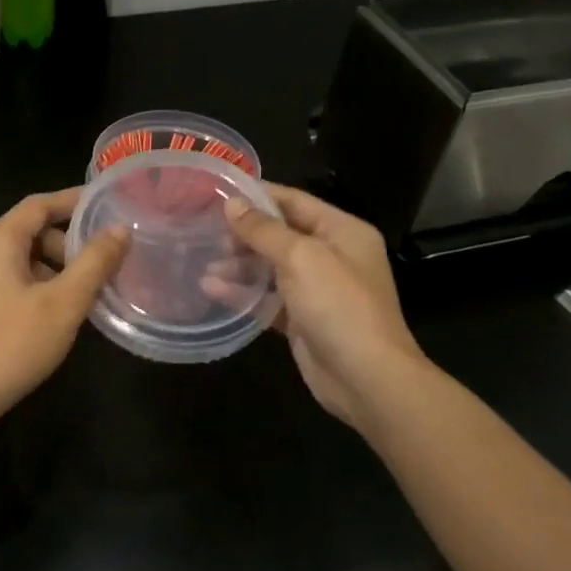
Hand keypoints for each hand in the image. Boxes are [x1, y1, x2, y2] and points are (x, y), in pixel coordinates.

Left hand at [0, 188, 128, 427]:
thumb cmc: (10, 345)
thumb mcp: (63, 303)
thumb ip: (94, 262)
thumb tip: (119, 230)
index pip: (39, 204)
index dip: (74, 200)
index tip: (107, 204)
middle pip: (29, 232)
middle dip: (68, 244)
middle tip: (103, 265)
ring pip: (19, 260)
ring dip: (53, 269)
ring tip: (84, 295)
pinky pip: (6, 280)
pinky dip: (35, 285)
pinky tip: (54, 314)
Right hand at [216, 185, 425, 427]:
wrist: (365, 377)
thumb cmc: (338, 305)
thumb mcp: (301, 257)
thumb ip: (264, 230)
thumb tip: (232, 203)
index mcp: (342, 231)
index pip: (295, 201)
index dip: (258, 196)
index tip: (219, 193)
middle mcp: (332, 256)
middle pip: (281, 235)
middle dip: (244, 234)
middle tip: (206, 234)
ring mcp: (317, 290)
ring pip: (271, 269)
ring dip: (239, 266)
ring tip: (204, 265)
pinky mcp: (302, 320)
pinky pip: (268, 299)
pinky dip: (243, 294)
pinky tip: (212, 290)